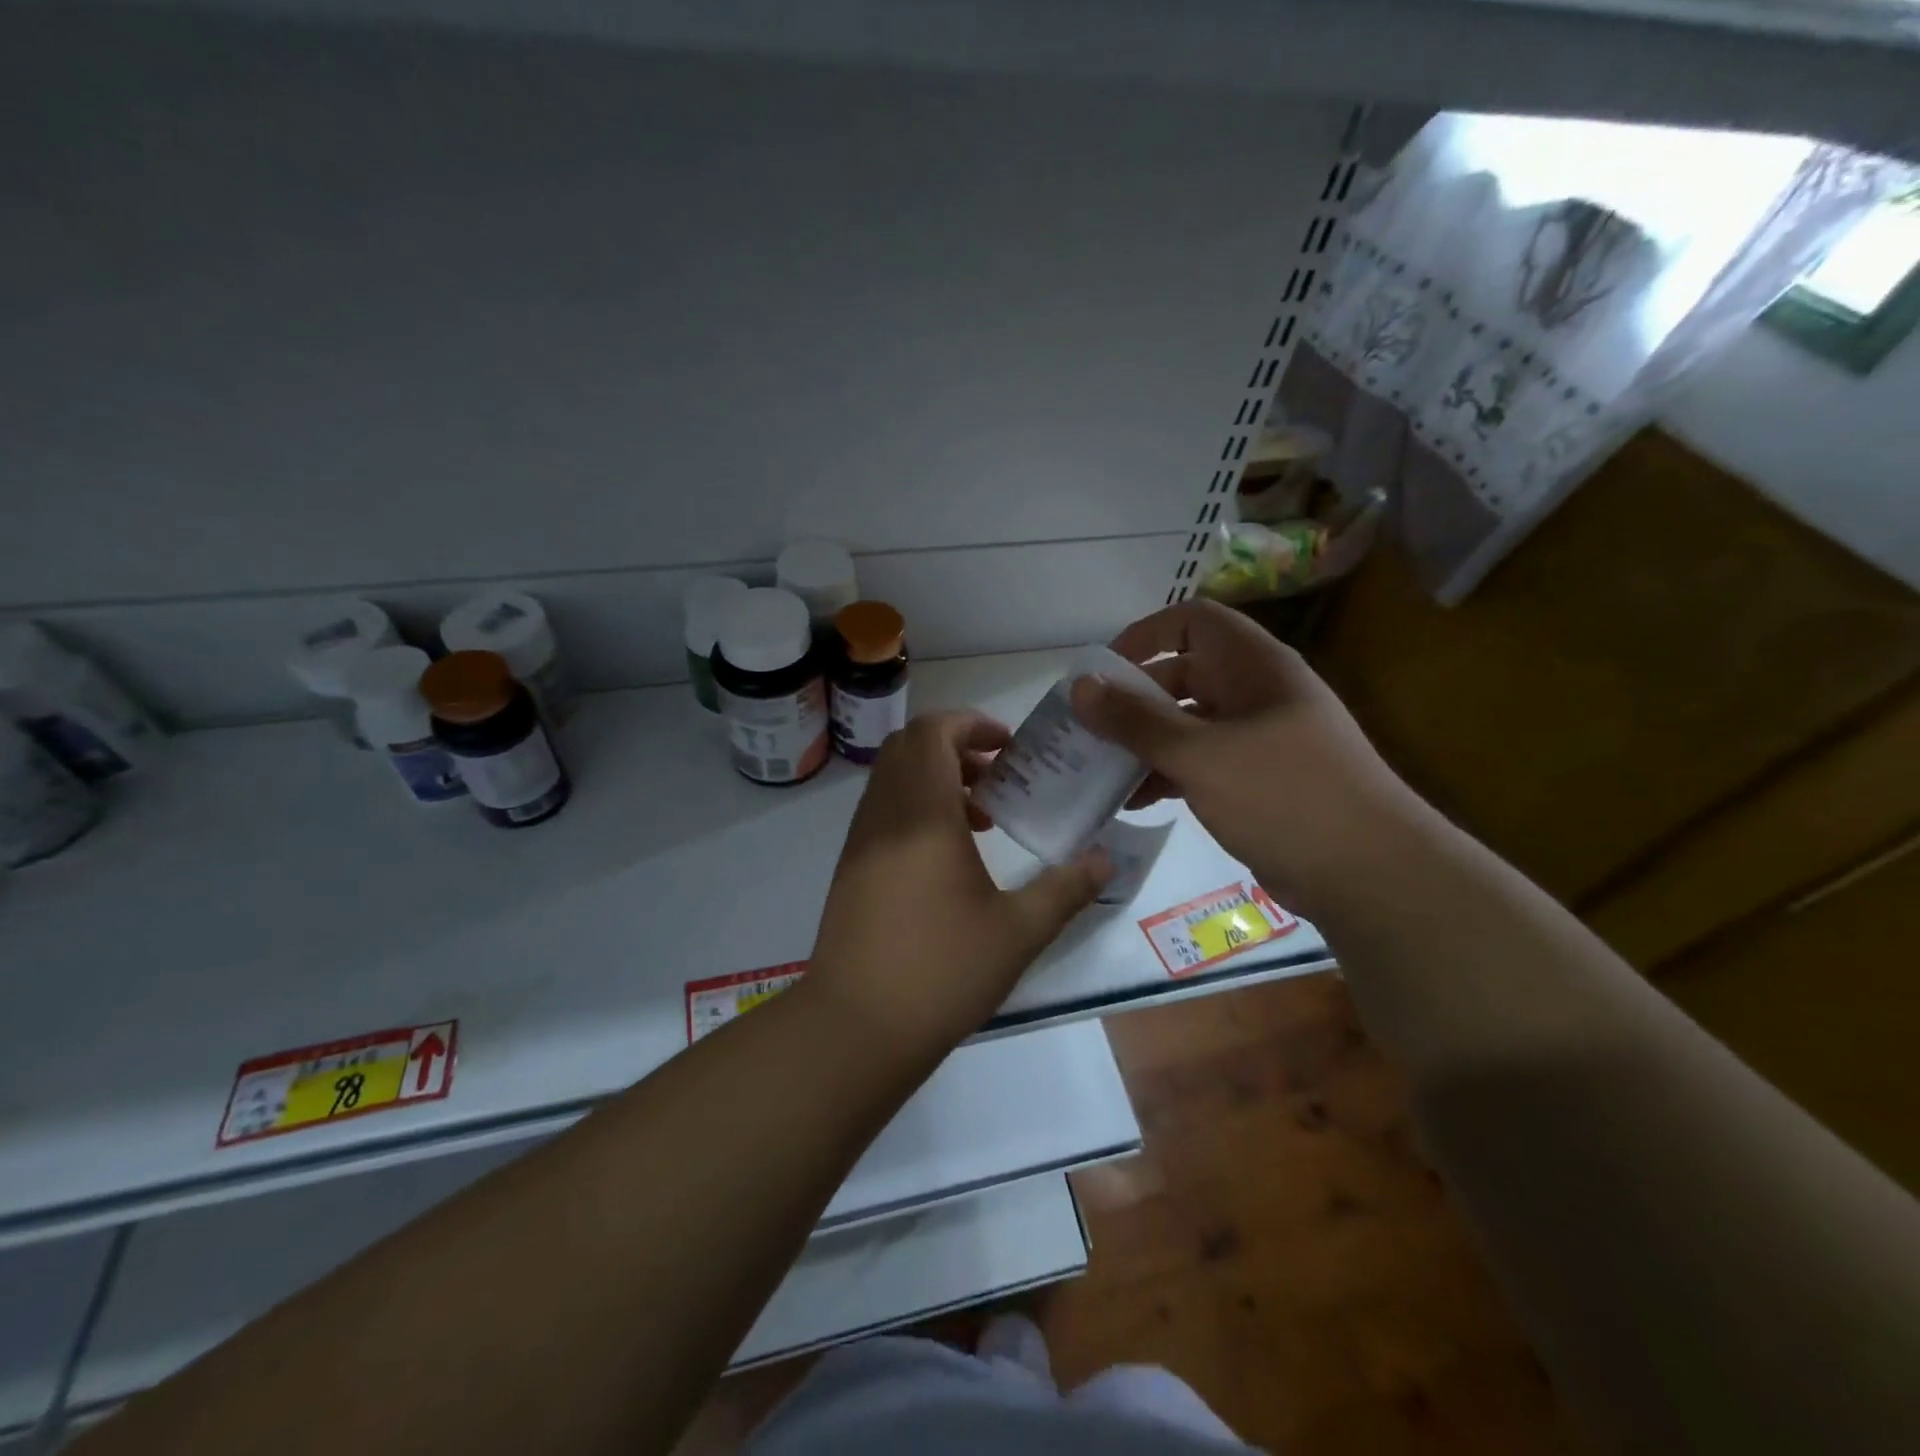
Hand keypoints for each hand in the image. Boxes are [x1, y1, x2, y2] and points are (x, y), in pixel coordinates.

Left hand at [806, 712, 1108, 1054]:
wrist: (855, 1027)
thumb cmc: (941, 972)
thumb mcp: (1018, 932)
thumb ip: (1066, 888)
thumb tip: (1107, 860)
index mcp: (922, 814)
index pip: (931, 732)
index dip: (970, 723)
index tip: (1008, 745)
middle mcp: (884, 815)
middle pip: (908, 747)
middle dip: (956, 746)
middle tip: (999, 775)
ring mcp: (860, 840)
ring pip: (893, 779)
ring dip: (936, 779)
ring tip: (983, 818)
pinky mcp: (850, 867)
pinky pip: (883, 811)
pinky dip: (916, 808)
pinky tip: (950, 856)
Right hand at [1069, 600, 1424, 916]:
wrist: (1370, 873)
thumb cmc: (1284, 795)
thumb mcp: (1201, 755)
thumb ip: (1136, 720)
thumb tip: (1079, 686)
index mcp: (1253, 666)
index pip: (1193, 620)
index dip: (1145, 635)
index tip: (1103, 672)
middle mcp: (1256, 692)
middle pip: (1183, 674)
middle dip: (1133, 698)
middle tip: (1086, 728)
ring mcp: (1258, 739)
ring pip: (1188, 723)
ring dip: (1144, 741)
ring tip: (1098, 768)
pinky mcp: (1256, 781)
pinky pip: (1200, 762)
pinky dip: (1166, 773)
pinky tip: (1133, 800)